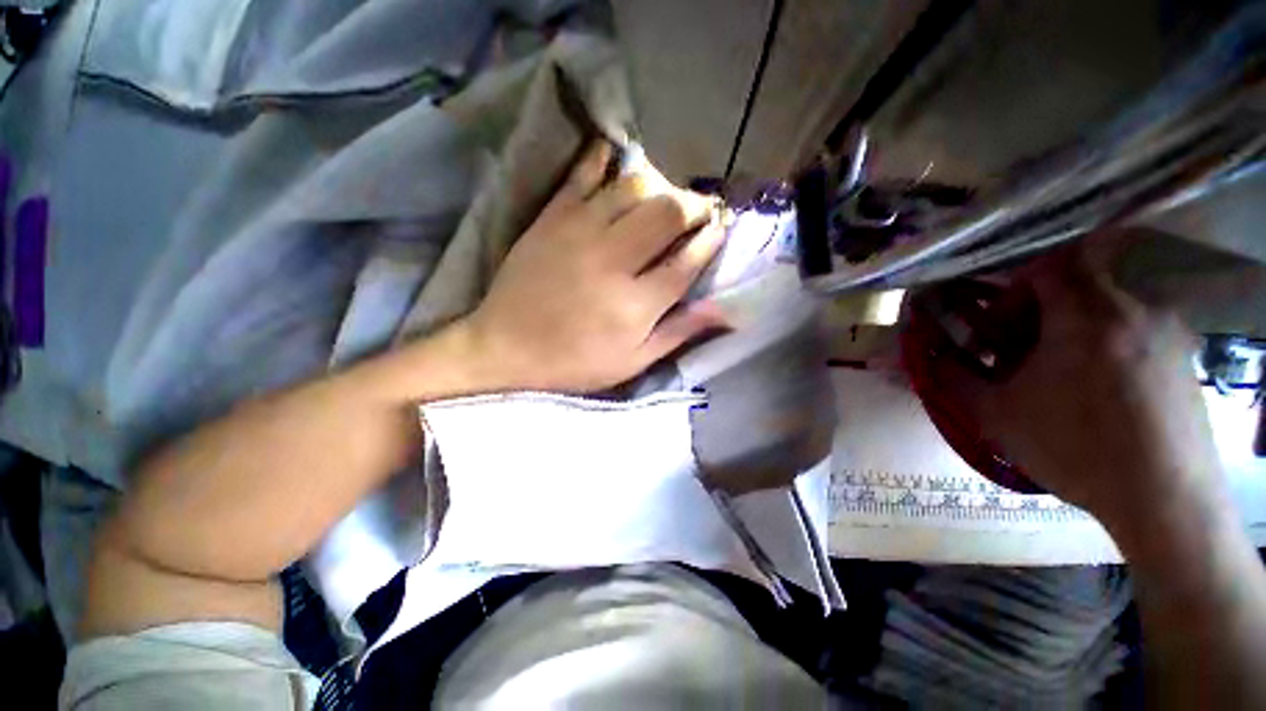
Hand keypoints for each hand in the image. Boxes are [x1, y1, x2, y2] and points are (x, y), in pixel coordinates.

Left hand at [458, 141, 729, 392]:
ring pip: (633, 189)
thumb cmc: (575, 363)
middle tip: (701, 210)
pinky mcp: (552, 219)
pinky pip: (583, 176)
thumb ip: (678, 333)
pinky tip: (617, 156)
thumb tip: (724, 310)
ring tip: (666, 195)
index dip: (710, 241)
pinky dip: (603, 159)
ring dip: (660, 186)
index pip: (687, 261)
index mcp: (636, 304)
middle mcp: (614, 261)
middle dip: (694, 205)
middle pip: (667, 214)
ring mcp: (580, 233)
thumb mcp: (632, 362)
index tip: (720, 230)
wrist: (506, 348)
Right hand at [923, 236, 1223, 528]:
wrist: (1163, 499)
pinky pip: (1133, 328)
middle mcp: (1133, 308)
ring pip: (1105, 305)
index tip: (1000, 330)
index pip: (1046, 265)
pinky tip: (1097, 390)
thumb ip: (953, 375)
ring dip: (1071, 329)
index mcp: (1086, 315)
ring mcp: (1165, 329)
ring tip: (1059, 377)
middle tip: (1022, 355)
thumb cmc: (1075, 449)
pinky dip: (1104, 344)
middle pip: (1076, 282)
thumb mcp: (996, 414)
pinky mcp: (1182, 354)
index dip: (1013, 291)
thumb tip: (925, 356)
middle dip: (1038, 313)